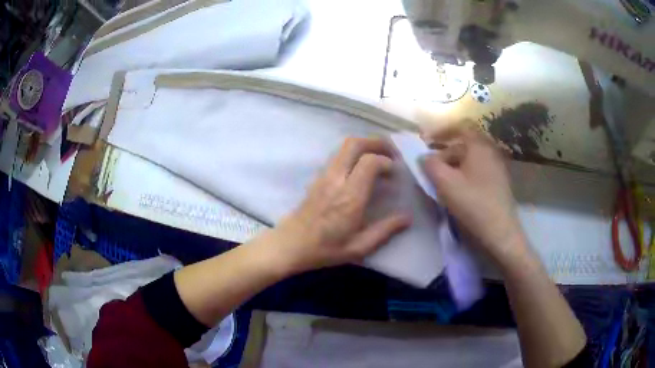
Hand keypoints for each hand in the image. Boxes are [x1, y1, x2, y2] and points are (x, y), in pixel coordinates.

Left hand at [270, 137, 411, 273]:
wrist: (290, 245)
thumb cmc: (325, 249)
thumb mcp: (359, 247)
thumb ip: (385, 230)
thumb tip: (407, 218)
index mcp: (349, 197)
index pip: (369, 162)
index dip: (386, 161)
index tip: (395, 173)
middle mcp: (336, 179)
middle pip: (354, 144)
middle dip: (376, 142)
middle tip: (392, 152)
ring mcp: (324, 176)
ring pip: (344, 146)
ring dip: (365, 145)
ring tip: (380, 157)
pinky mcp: (318, 177)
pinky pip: (338, 155)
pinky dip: (354, 153)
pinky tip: (362, 167)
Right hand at [420, 126, 523, 262]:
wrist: (500, 233)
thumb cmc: (473, 204)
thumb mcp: (446, 183)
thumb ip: (431, 165)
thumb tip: (424, 157)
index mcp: (479, 146)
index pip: (460, 127)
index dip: (441, 131)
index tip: (426, 141)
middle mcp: (490, 152)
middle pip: (464, 144)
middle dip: (444, 151)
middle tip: (430, 166)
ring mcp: (496, 168)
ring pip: (470, 158)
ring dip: (453, 164)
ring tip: (440, 179)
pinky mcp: (498, 182)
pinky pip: (477, 170)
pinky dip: (464, 173)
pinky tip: (456, 189)